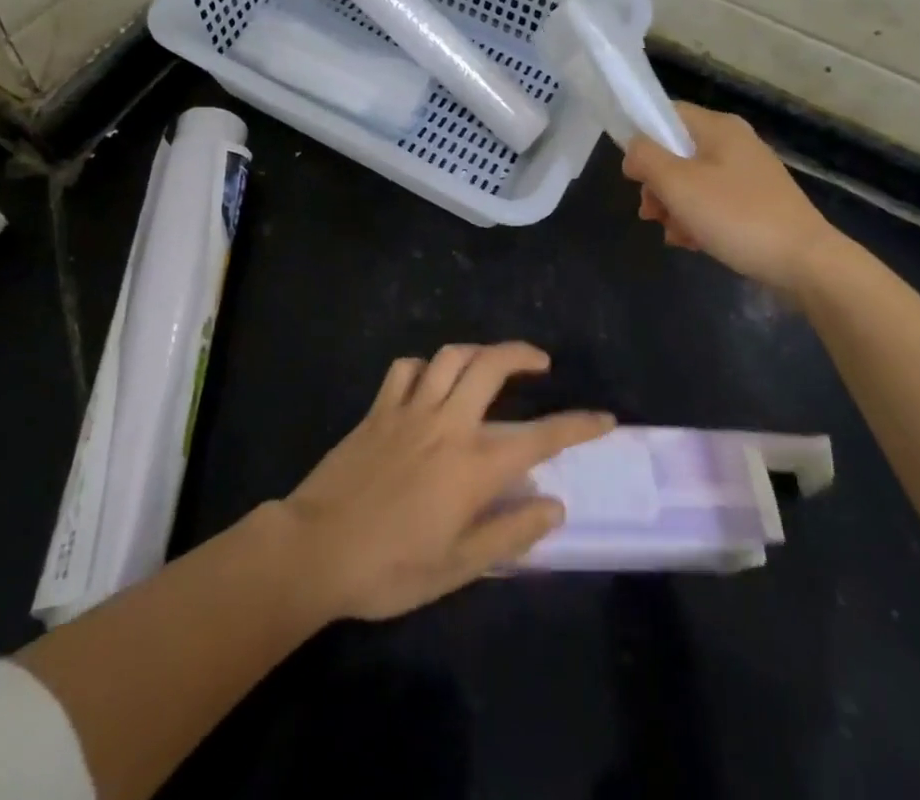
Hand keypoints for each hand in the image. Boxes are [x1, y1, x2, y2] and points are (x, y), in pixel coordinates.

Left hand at [279, 343, 613, 620]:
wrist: (315, 548)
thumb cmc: (390, 568)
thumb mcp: (457, 567)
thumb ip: (510, 532)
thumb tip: (553, 505)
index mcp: (471, 466)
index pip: (538, 438)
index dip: (577, 426)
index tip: (604, 419)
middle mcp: (446, 424)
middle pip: (491, 366)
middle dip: (522, 354)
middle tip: (540, 363)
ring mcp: (409, 410)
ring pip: (451, 356)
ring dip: (478, 351)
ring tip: (491, 364)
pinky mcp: (378, 409)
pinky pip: (407, 369)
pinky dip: (426, 367)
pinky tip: (430, 382)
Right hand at [621, 102, 844, 294]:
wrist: (806, 263)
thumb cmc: (736, 215)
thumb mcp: (678, 184)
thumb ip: (646, 158)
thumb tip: (634, 150)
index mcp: (718, 127)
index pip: (666, 114)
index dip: (642, 140)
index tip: (633, 174)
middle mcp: (734, 143)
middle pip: (676, 153)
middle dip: (656, 184)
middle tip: (651, 213)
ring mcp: (748, 174)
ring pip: (692, 182)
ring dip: (674, 207)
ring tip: (675, 235)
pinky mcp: (757, 203)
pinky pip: (713, 203)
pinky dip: (698, 220)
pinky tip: (693, 244)